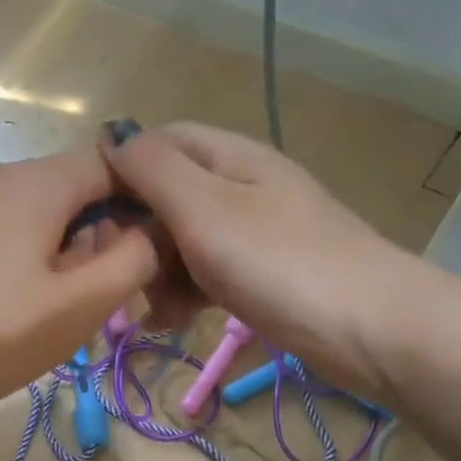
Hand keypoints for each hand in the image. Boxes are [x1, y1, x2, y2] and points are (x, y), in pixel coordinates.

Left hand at [0, 150, 157, 423]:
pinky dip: (32, 256)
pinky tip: (20, 303)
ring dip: (68, 251)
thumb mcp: (77, 306)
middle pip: (76, 188)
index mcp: (35, 182)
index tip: (157, 251)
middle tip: (106, 295)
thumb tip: (152, 232)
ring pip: (42, 212)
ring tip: (62, 307)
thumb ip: (132, 261)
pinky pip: (8, 229)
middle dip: (104, 234)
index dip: (146, 200)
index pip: (115, 162)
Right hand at [100, 120, 406, 396]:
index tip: (89, 220)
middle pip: (167, 195)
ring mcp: (255, 233)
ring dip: (157, 272)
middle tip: (117, 277)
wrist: (371, 329)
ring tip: (149, 312)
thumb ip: (153, 169)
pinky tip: (173, 321)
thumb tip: (112, 131)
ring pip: (184, 240)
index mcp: (229, 157)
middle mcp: (241, 186)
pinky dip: (186, 293)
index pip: (157, 143)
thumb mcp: (204, 209)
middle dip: (136, 235)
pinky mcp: (264, 275)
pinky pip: (209, 273)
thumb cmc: (280, 262)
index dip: (118, 172)